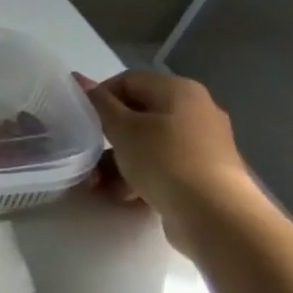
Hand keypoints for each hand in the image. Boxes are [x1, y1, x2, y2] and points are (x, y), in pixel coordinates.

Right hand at [76, 70, 258, 251]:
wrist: (213, 213)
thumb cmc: (163, 160)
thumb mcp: (122, 128)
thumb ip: (99, 103)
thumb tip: (79, 78)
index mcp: (179, 90)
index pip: (128, 80)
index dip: (100, 97)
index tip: (83, 121)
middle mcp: (195, 110)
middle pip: (137, 114)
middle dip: (106, 136)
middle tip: (86, 153)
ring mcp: (201, 142)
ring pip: (146, 143)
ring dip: (117, 161)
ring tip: (98, 183)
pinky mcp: (201, 171)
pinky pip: (161, 164)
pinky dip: (139, 175)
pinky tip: (123, 195)